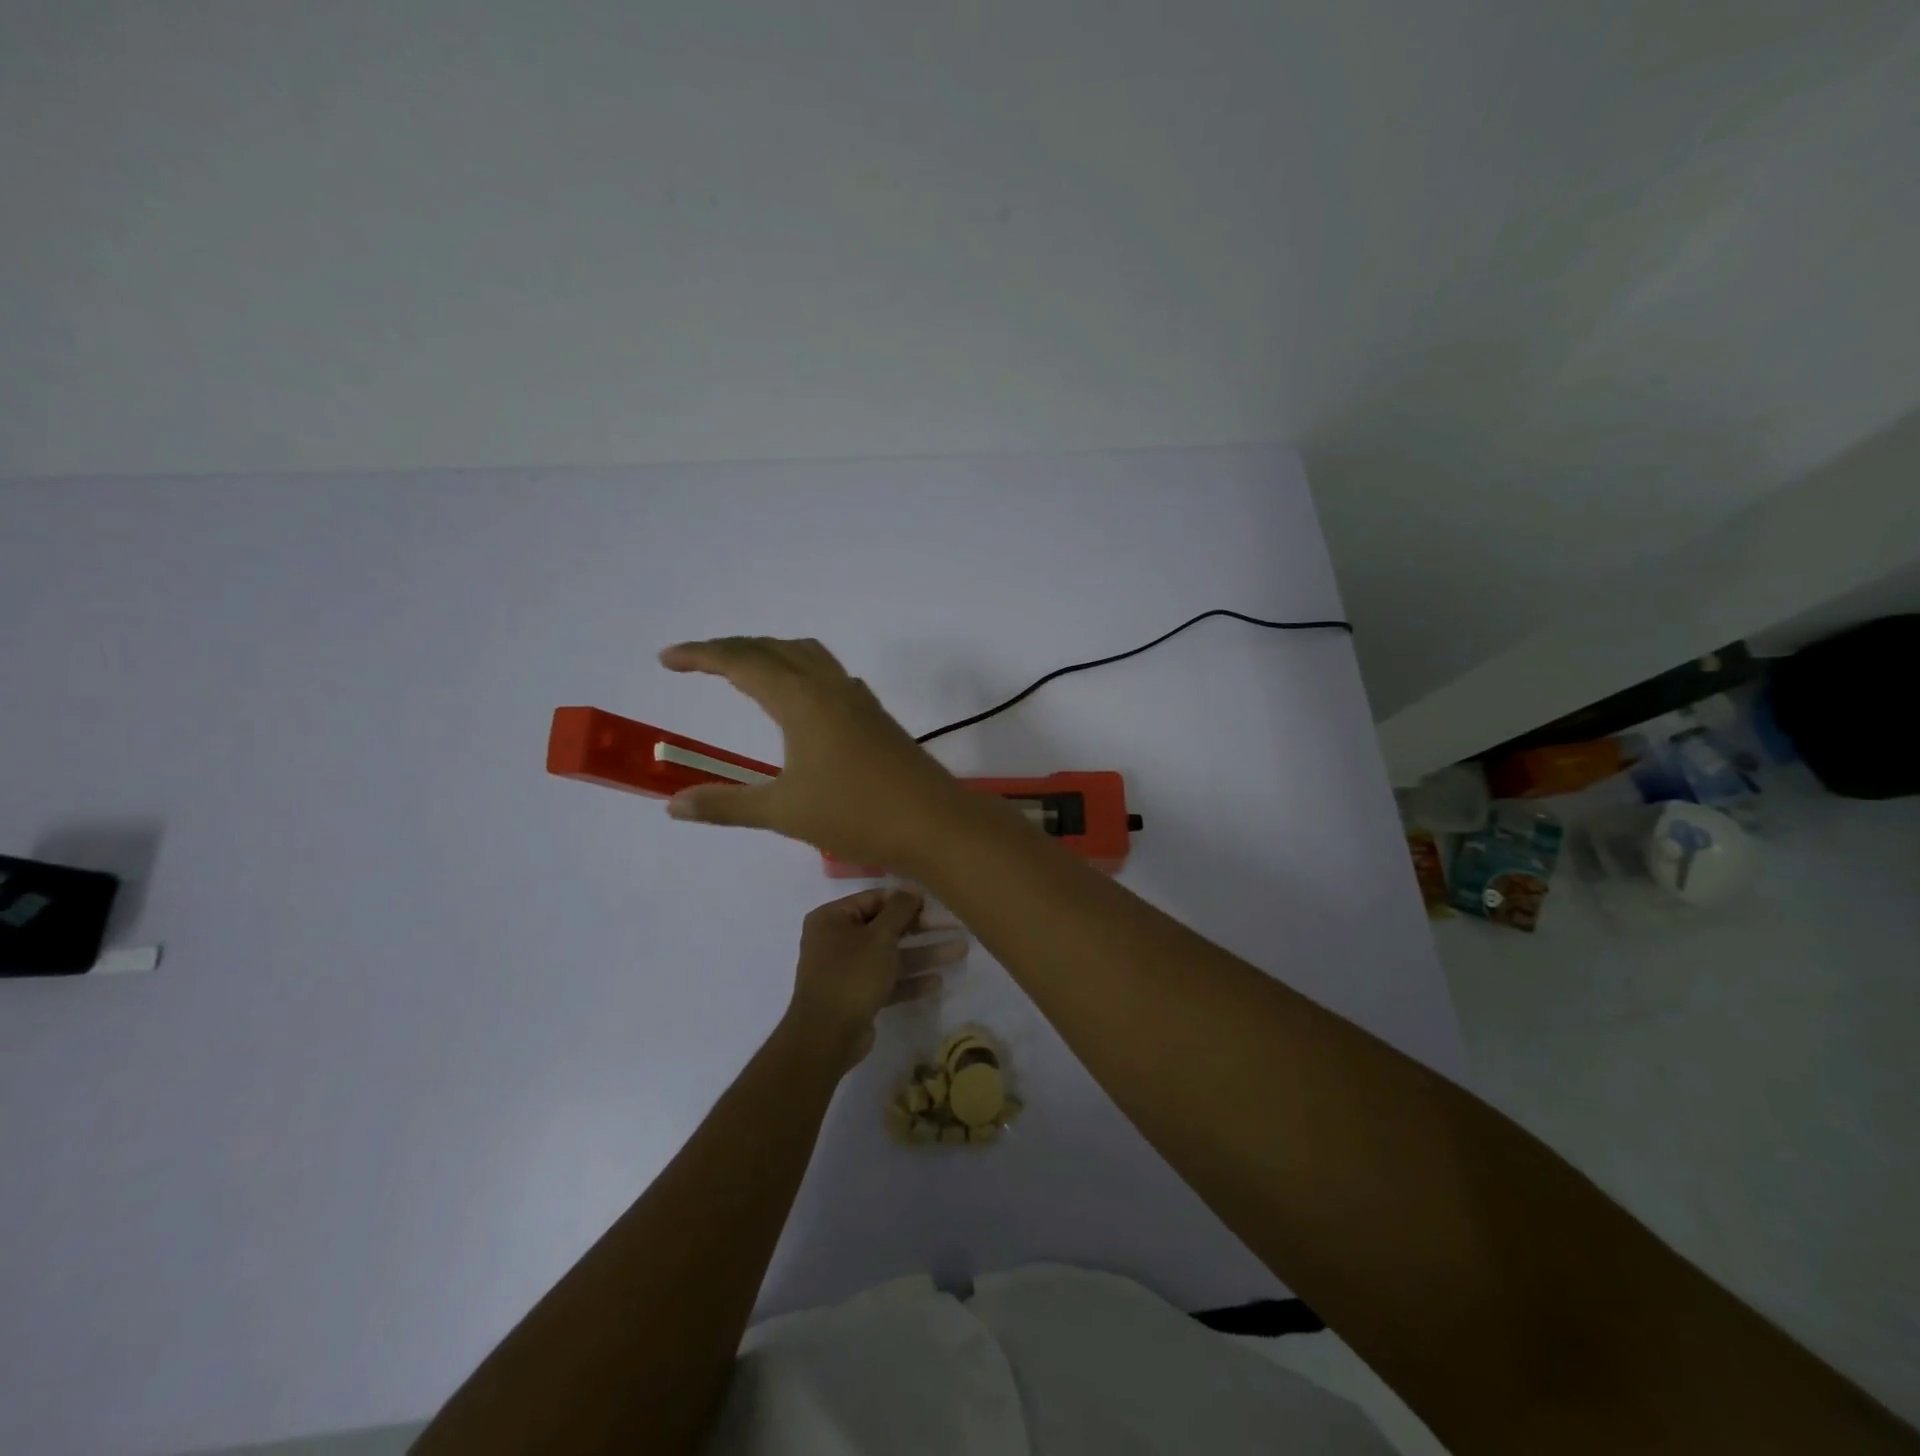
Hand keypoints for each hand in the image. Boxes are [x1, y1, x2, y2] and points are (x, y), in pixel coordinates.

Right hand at [659, 636, 974, 871]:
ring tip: (743, 671)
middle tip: (697, 662)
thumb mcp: (783, 811)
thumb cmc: (855, 814)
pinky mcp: (874, 715)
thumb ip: (726, 804)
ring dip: (770, 654)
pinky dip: (800, 671)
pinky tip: (799, 699)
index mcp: (801, 699)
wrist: (933, 822)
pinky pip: (829, 674)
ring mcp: (857, 698)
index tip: (667, 659)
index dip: (701, 655)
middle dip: (732, 649)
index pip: (741, 661)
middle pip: (773, 649)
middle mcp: (829, 686)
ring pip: (806, 656)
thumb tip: (673, 805)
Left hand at [782, 888, 967, 1067]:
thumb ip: (899, 910)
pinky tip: (937, 981)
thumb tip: (910, 888)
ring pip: (891, 956)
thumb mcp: (879, 936)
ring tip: (960, 951)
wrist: (826, 1037)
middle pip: (886, 927)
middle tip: (955, 926)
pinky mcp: (858, 996)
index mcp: (832, 918)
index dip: (906, 899)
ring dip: (924, 954)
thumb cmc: (851, 974)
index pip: (875, 899)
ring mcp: (847, 970)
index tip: (935, 902)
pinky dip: (910, 980)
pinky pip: (887, 981)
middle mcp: (836, 940)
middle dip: (922, 929)